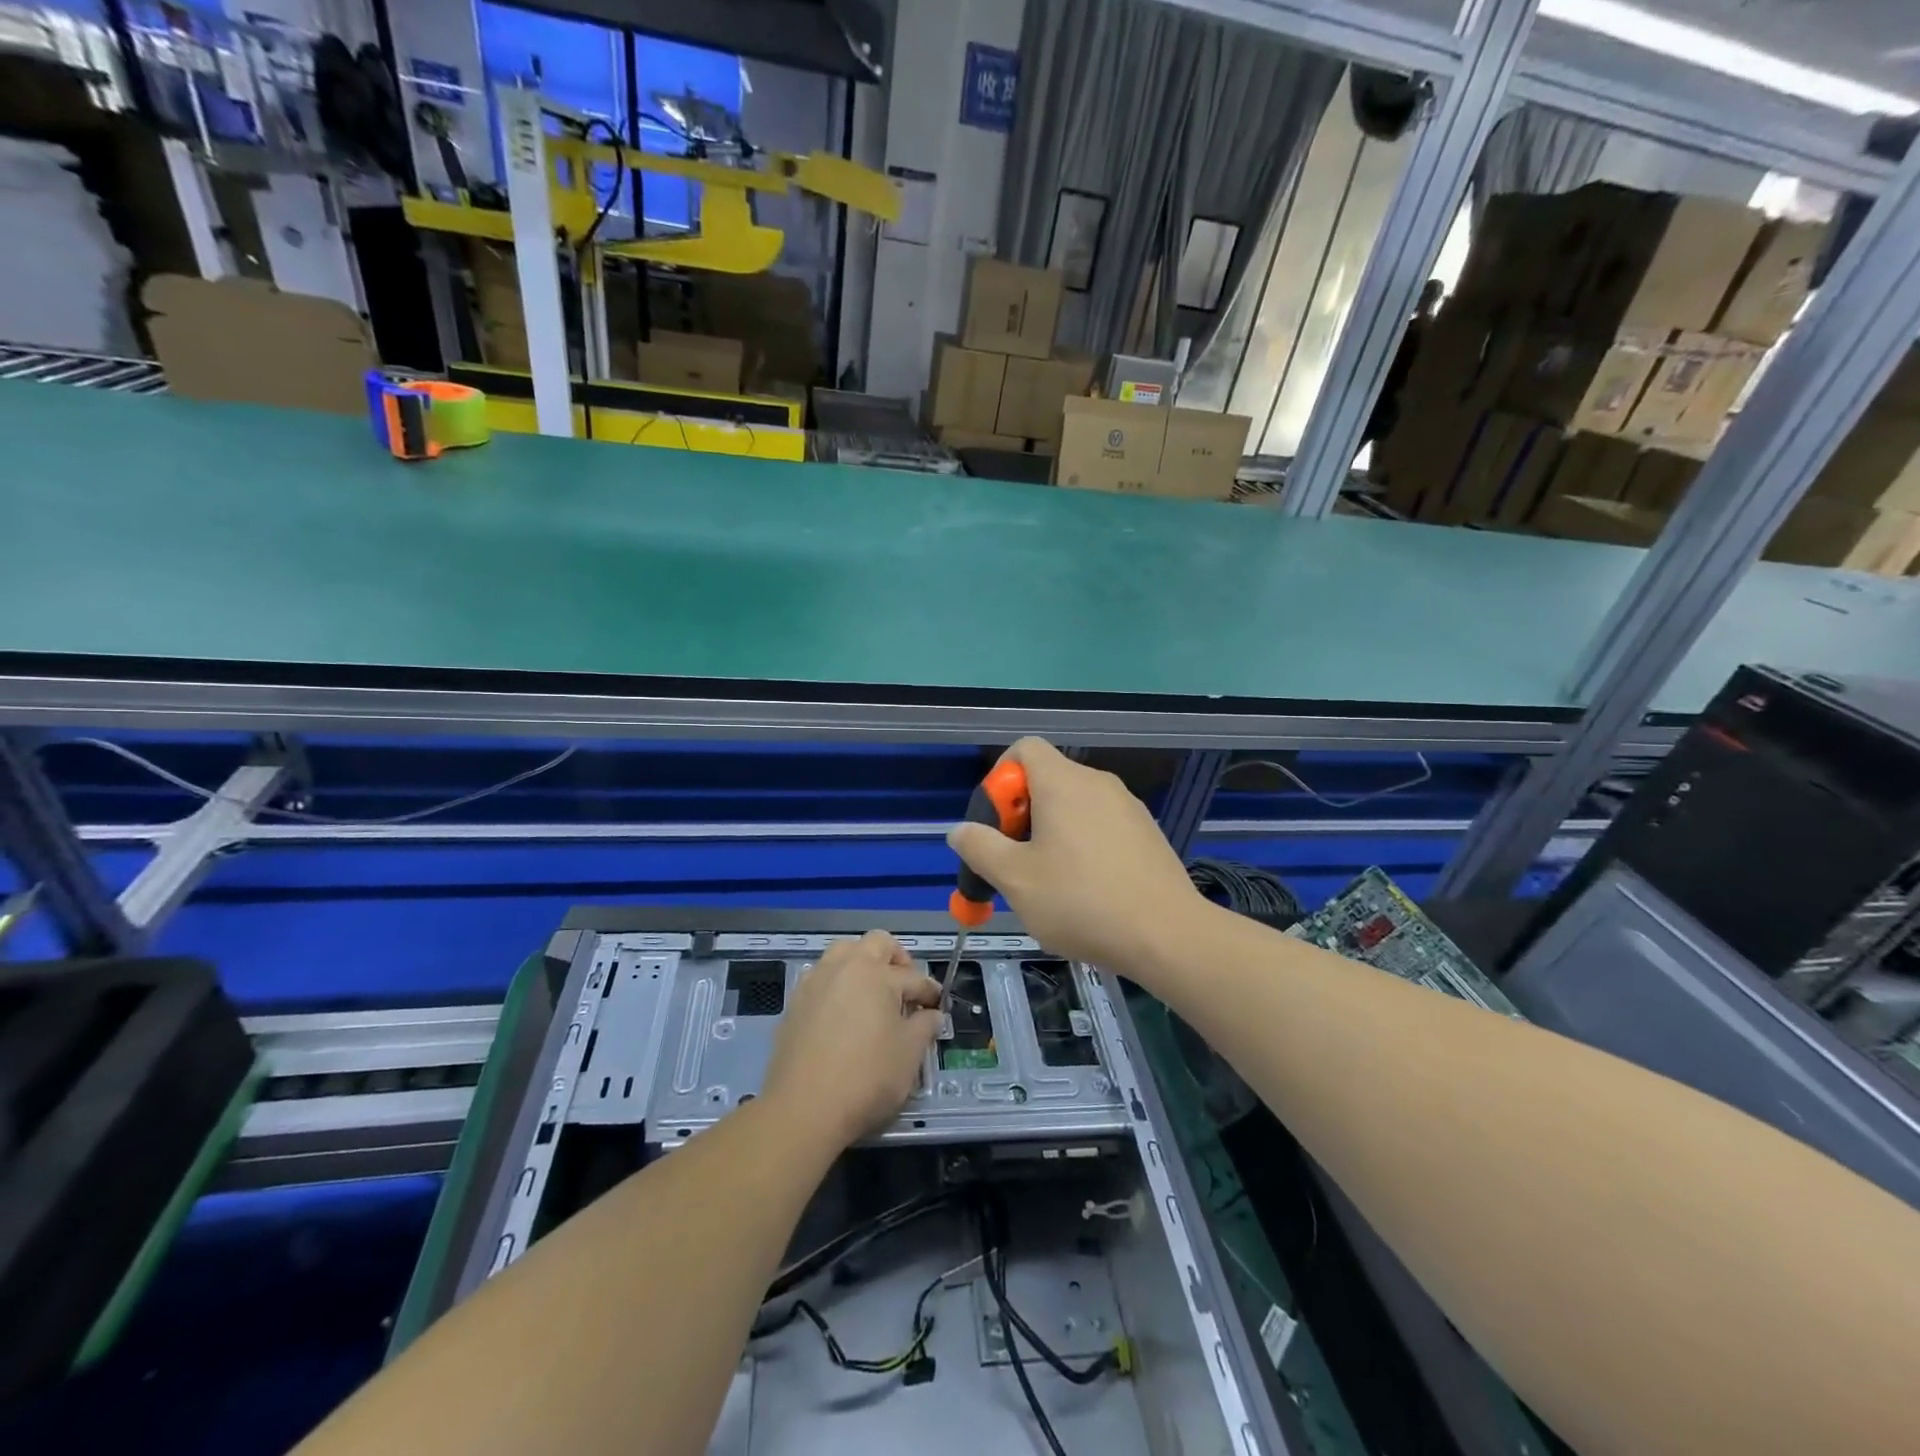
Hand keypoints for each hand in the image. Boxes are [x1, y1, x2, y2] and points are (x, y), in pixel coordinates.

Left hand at [761, 930, 942, 1151]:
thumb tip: (931, 1015)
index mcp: (877, 974)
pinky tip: (843, 1012)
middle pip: (876, 943)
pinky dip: (838, 984)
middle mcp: (845, 966)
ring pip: (843, 953)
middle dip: (896, 959)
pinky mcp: (795, 1002)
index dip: (929, 992)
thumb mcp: (909, 1054)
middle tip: (905, 986)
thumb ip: (924, 1027)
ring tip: (872, 993)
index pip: (913, 977)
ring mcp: (815, 981)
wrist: (804, 1108)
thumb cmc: (866, 1078)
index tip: (937, 1006)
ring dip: (862, 964)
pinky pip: (822, 977)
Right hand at [947, 738, 1207, 983]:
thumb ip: (980, 847)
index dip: (999, 779)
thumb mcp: (1016, 879)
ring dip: (1050, 833)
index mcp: (1063, 782)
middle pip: (1046, 779)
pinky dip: (1082, 845)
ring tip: (1048, 883)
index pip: (1024, 748)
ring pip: (1074, 806)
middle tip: (1014, 862)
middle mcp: (1097, 782)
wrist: (1167, 935)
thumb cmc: (1081, 901)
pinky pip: (1101, 825)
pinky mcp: (1147, 833)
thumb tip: (959, 829)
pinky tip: (1085, 891)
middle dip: (1020, 815)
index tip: (996, 825)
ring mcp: (1128, 807)